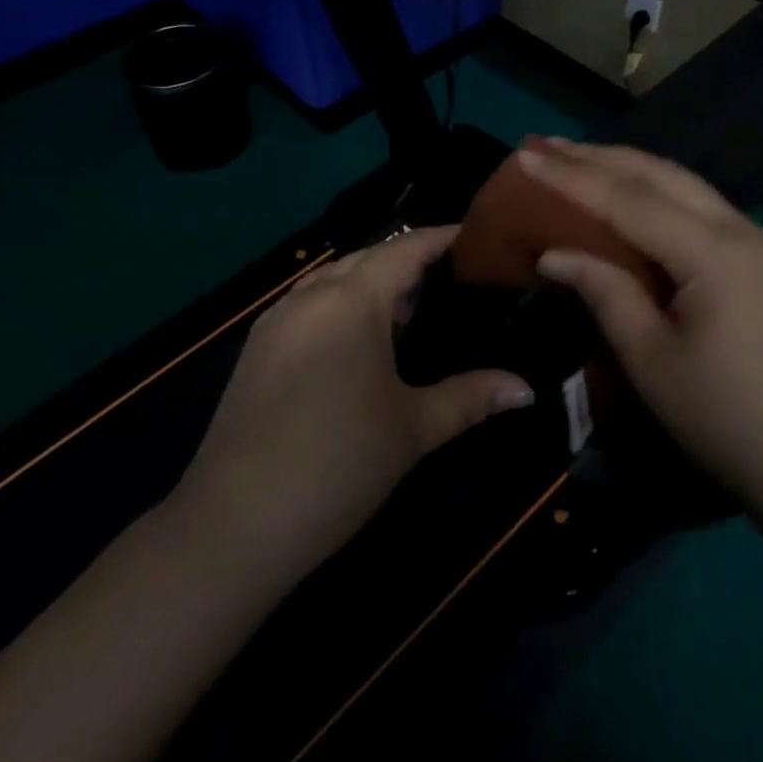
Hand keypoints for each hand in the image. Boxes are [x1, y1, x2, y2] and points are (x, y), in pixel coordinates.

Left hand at [174, 227, 533, 588]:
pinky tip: (359, 344)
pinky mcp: (256, 350)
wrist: (235, 523)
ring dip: (370, 282)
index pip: (405, 249)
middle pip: (366, 257)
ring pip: (331, 280)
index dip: (441, 238)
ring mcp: (275, 322)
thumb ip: (471, 398)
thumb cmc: (338, 463)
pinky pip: (307, 305)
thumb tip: (526, 389)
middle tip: (453, 281)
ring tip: (410, 311)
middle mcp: (309, 297)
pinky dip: (339, 305)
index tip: (476, 239)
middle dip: (407, 260)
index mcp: (350, 301)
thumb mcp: (413, 428)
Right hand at [518, 140, 762, 513]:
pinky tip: (631, 194)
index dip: (572, 177)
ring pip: (684, 185)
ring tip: (579, 158)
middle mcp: (740, 231)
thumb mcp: (651, 360)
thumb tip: (554, 254)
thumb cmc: (723, 418)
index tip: (526, 154)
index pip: (629, 201)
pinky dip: (657, 192)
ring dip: (629, 168)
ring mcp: (757, 242)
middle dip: (600, 158)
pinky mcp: (761, 259)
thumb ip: (605, 293)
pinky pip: (700, 207)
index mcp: (714, 254)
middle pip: (661, 177)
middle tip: (546, 145)